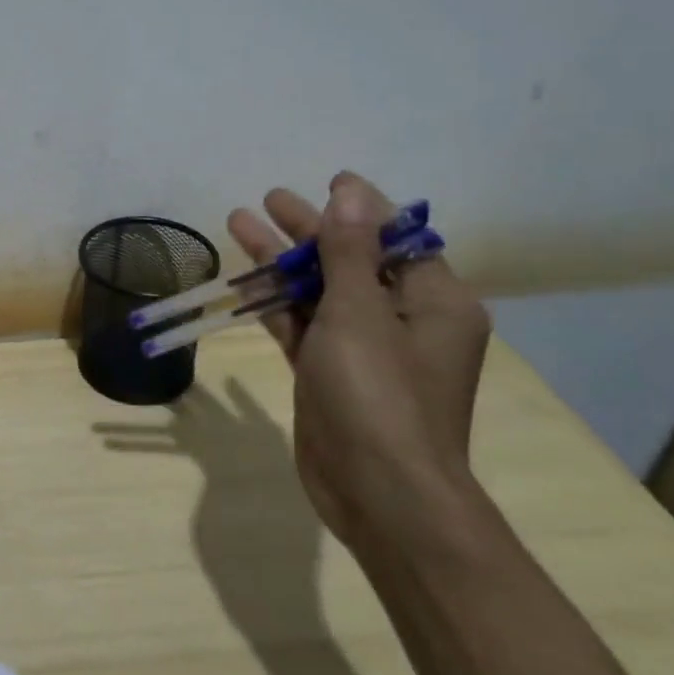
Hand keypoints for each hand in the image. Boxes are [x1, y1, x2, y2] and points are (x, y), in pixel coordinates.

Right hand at [228, 172, 491, 549]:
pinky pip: (302, 326)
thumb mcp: (360, 313)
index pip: (397, 239)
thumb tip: (350, 192)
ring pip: (319, 292)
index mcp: (434, 302)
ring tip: (239, 223)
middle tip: (269, 200)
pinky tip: (243, 282)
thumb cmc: (379, 395)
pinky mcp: (329, 374)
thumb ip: (349, 251)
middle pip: (351, 261)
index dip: (361, 208)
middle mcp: (403, 321)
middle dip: (309, 231)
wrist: (378, 494)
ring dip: (281, 262)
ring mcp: (363, 350)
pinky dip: (275, 304)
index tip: (328, 181)